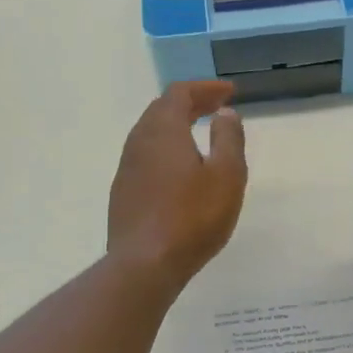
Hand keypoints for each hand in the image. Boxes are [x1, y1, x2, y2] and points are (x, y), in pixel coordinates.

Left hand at [107, 81, 247, 290]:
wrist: (144, 264)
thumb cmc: (193, 217)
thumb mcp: (226, 175)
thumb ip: (228, 139)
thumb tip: (224, 114)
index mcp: (164, 131)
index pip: (179, 93)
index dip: (205, 88)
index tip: (229, 93)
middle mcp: (139, 142)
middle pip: (162, 109)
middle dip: (191, 103)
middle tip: (216, 108)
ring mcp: (127, 168)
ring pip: (151, 133)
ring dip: (176, 126)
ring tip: (200, 134)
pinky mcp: (123, 192)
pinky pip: (146, 156)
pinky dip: (166, 148)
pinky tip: (180, 169)